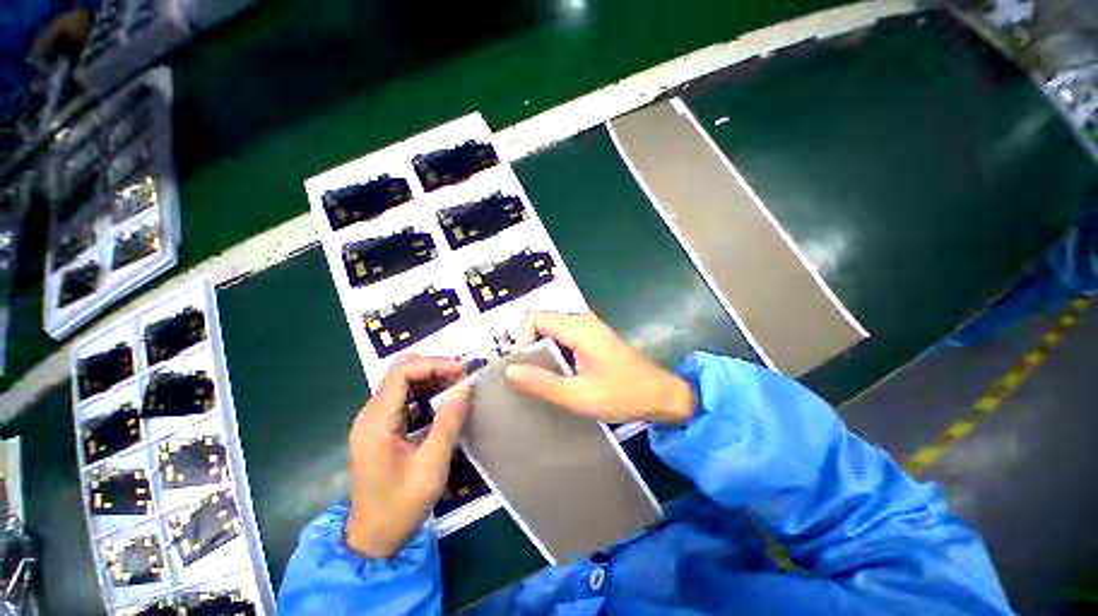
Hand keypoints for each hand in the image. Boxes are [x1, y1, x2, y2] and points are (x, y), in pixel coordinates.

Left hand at [345, 356, 470, 557]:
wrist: (372, 539)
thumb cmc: (400, 506)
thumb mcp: (431, 466)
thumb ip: (448, 423)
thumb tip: (466, 387)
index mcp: (376, 422)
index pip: (401, 373)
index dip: (433, 364)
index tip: (461, 371)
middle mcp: (370, 414)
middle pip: (400, 372)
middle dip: (433, 367)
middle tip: (462, 376)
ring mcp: (373, 420)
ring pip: (402, 381)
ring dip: (431, 377)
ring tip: (458, 385)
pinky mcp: (380, 427)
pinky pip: (403, 397)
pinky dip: (425, 392)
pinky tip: (443, 400)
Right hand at [506, 312, 694, 424]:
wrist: (662, 395)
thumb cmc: (623, 395)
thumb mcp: (579, 396)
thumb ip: (543, 383)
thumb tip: (510, 371)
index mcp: (578, 327)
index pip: (533, 319)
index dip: (521, 341)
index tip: (522, 369)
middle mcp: (582, 320)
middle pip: (540, 321)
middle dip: (528, 346)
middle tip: (527, 376)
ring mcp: (588, 328)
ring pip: (551, 330)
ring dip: (539, 350)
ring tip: (538, 378)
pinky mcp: (593, 338)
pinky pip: (563, 337)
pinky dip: (552, 352)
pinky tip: (555, 373)